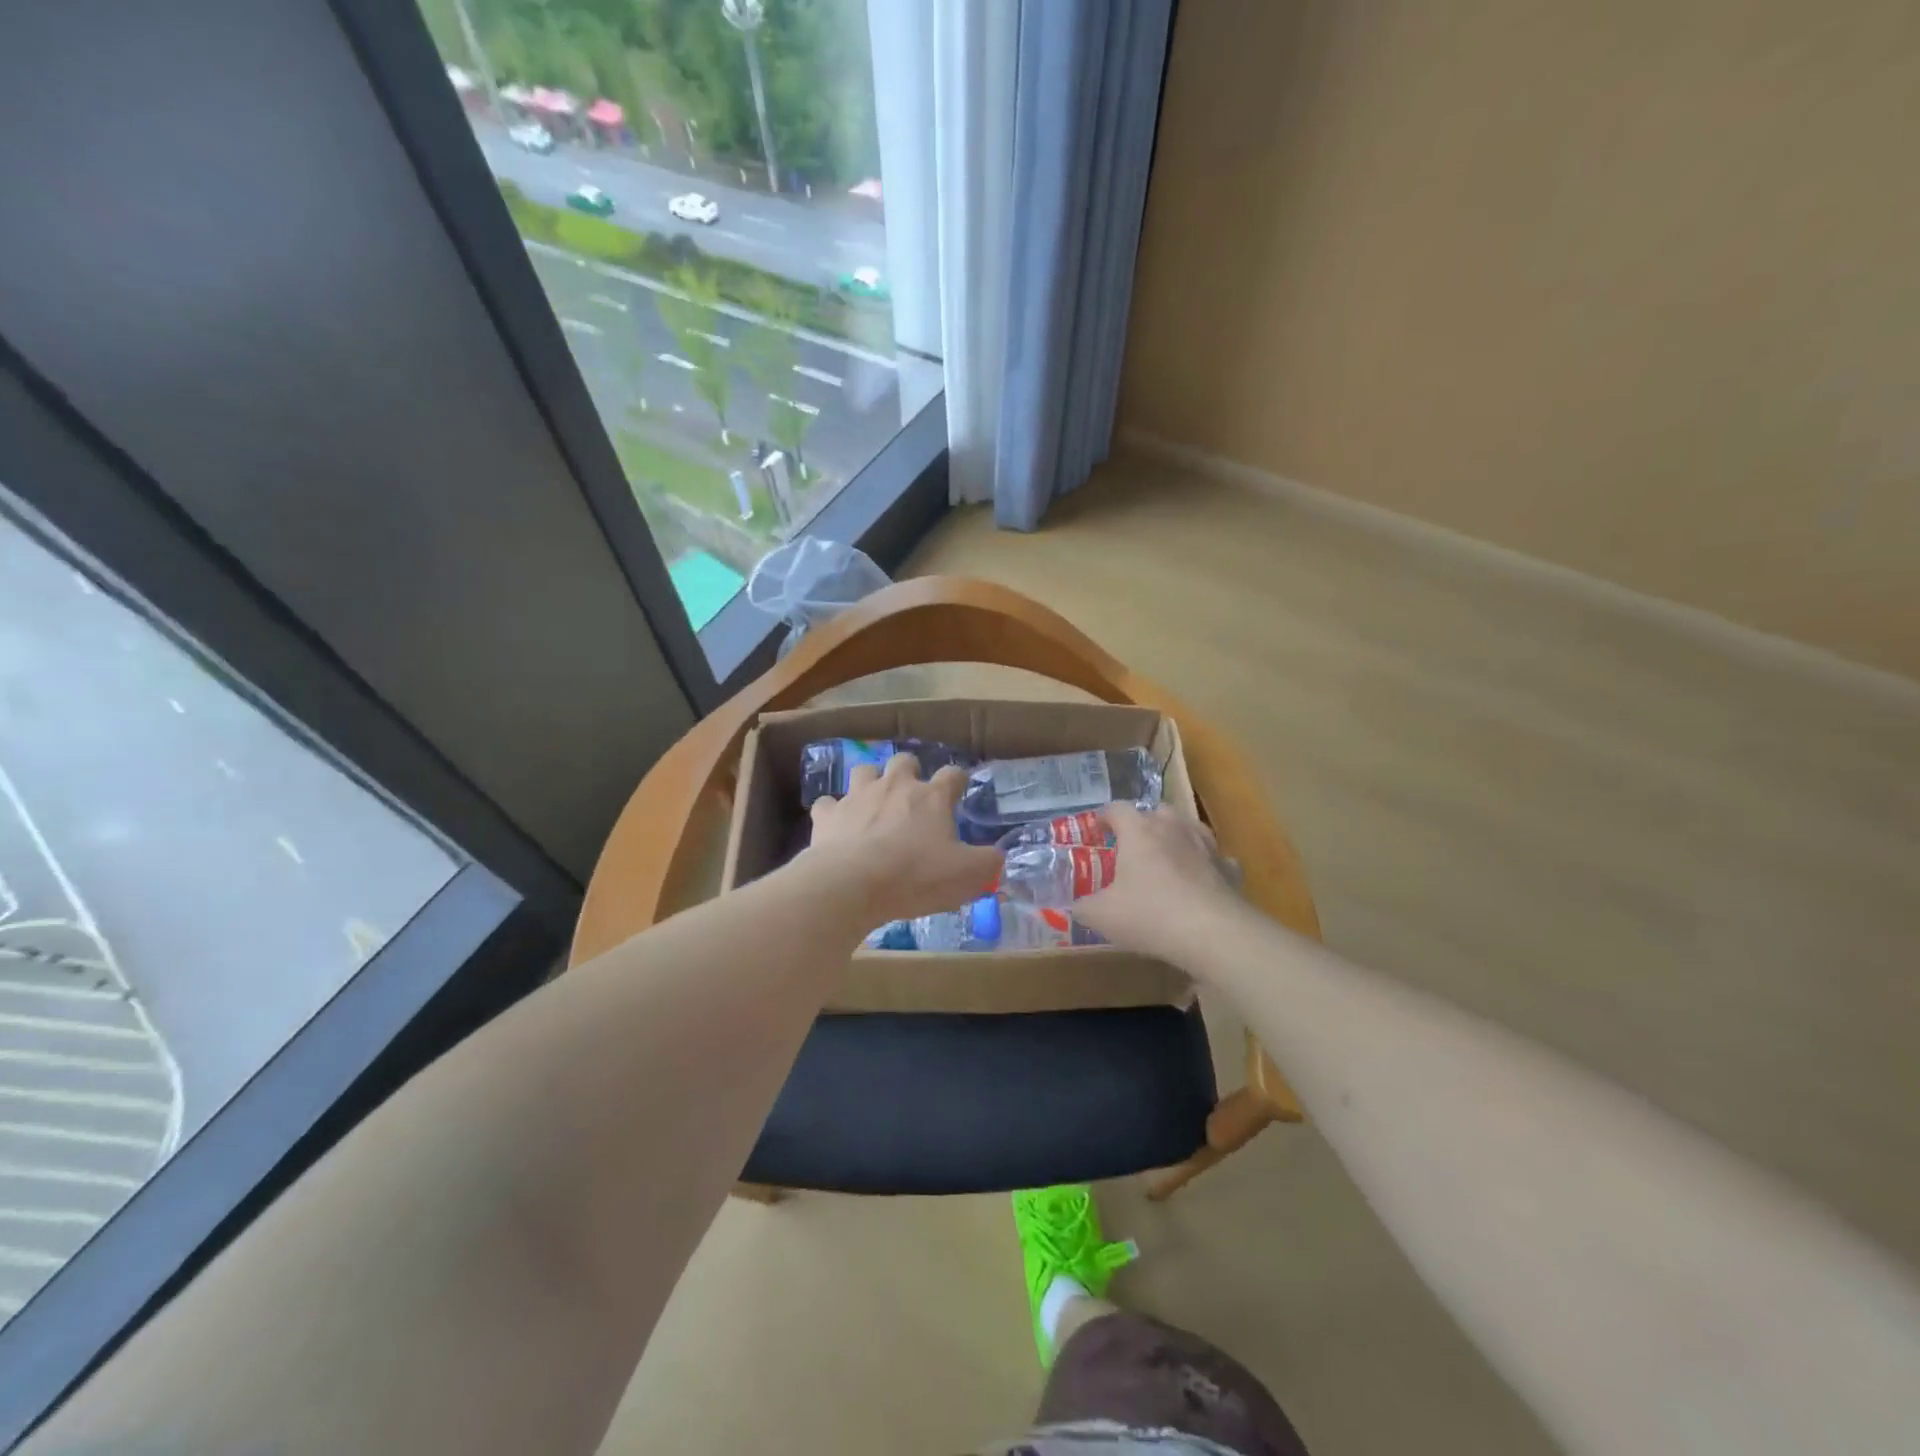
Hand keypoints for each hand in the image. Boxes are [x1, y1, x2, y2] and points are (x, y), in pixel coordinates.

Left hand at [804, 753, 1003, 927]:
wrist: (851, 884)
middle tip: (911, 797)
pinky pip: (828, 804)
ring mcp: (857, 796)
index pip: (952, 775)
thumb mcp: (967, 876)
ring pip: (864, 771)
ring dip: (870, 782)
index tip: (958, 792)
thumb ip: (988, 863)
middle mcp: (895, 786)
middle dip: (909, 772)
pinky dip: (833, 812)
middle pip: (904, 761)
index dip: (957, 781)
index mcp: (932, 797)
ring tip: (873, 803)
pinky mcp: (827, 815)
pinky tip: (836, 826)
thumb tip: (997, 856)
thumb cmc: (916, 877)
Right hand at [1073, 801, 1241, 961]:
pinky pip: (1216, 858)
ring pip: (1190, 828)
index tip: (1097, 829)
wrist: (1213, 933)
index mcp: (1139, 832)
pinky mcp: (1228, 869)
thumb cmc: (1150, 915)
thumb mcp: (1102, 916)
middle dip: (1144, 823)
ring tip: (1167, 856)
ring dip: (1177, 836)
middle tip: (1132, 845)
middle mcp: (1173, 828)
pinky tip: (1201, 880)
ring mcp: (1206, 846)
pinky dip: (1207, 865)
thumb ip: (1084, 907)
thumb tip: (1076, 906)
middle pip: (1157, 811)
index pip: (1117, 809)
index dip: (1104, 816)